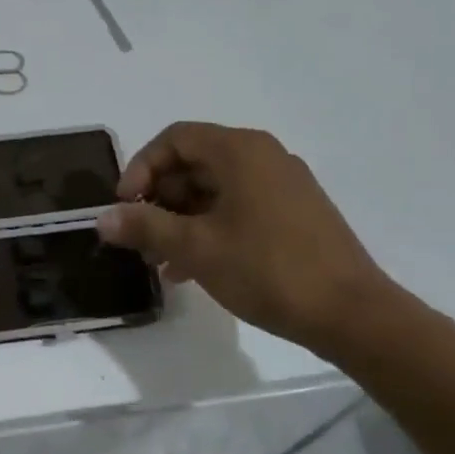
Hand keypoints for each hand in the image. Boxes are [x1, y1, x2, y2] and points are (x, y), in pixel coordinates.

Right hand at [97, 122, 407, 358]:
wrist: (352, 314)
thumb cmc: (268, 268)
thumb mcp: (196, 247)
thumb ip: (145, 226)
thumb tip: (102, 218)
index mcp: (240, 150)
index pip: (174, 139)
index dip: (141, 168)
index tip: (125, 207)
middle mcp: (262, 157)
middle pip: (193, 163)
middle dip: (158, 200)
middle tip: (139, 238)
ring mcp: (282, 186)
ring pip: (214, 190)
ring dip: (180, 220)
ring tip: (159, 261)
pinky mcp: (293, 214)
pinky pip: (237, 209)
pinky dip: (209, 230)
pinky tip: (190, 270)